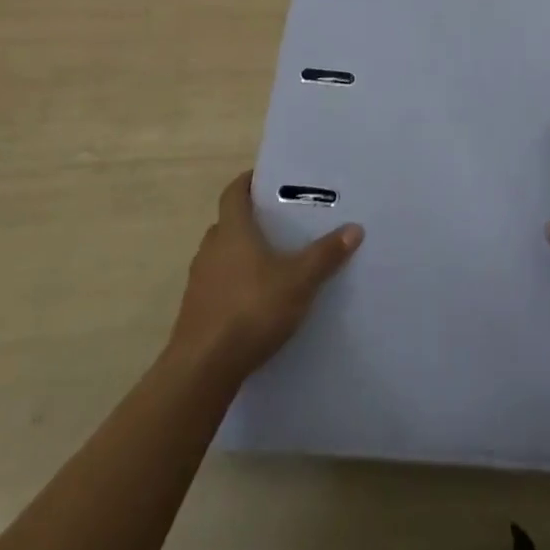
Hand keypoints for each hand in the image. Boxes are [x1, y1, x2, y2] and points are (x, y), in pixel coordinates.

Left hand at [168, 172, 362, 381]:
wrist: (202, 370)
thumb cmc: (251, 309)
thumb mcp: (299, 280)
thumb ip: (326, 254)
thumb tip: (355, 228)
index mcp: (232, 230)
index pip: (234, 192)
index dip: (247, 182)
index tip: (266, 179)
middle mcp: (210, 249)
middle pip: (227, 223)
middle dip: (249, 221)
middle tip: (278, 223)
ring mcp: (198, 282)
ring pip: (220, 256)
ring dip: (240, 255)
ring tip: (271, 263)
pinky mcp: (195, 312)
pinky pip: (217, 286)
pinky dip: (233, 285)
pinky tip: (255, 301)